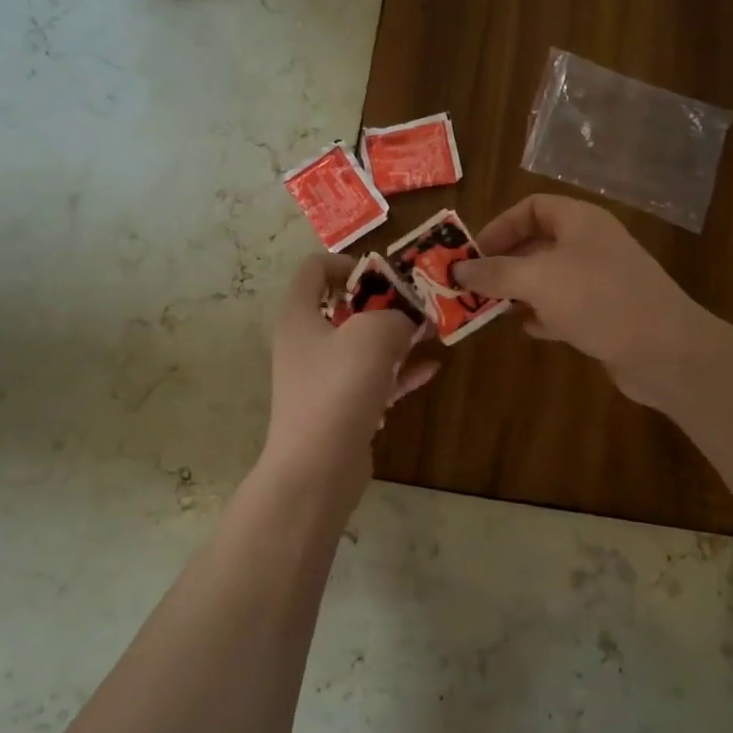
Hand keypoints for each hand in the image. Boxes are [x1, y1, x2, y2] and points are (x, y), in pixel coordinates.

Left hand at [260, 255, 438, 494]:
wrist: (317, 469)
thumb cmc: (338, 389)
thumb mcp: (374, 335)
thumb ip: (396, 315)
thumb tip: (406, 320)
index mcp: (300, 316)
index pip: (314, 269)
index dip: (348, 263)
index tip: (384, 275)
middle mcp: (306, 343)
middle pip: (343, 307)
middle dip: (384, 302)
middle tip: (418, 304)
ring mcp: (322, 378)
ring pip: (362, 345)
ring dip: (396, 336)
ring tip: (432, 331)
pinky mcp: (341, 408)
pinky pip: (373, 379)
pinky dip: (399, 372)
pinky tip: (432, 368)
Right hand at [452, 195, 727, 409]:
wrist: (665, 351)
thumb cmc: (599, 300)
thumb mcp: (538, 279)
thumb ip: (494, 273)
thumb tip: (457, 270)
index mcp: (580, 221)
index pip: (532, 207)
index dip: (500, 226)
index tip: (473, 254)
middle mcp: (590, 245)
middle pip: (537, 243)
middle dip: (503, 263)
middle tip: (472, 286)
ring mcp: (600, 280)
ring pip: (549, 278)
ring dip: (519, 291)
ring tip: (490, 308)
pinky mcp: (605, 314)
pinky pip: (565, 307)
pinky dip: (543, 315)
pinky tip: (528, 329)